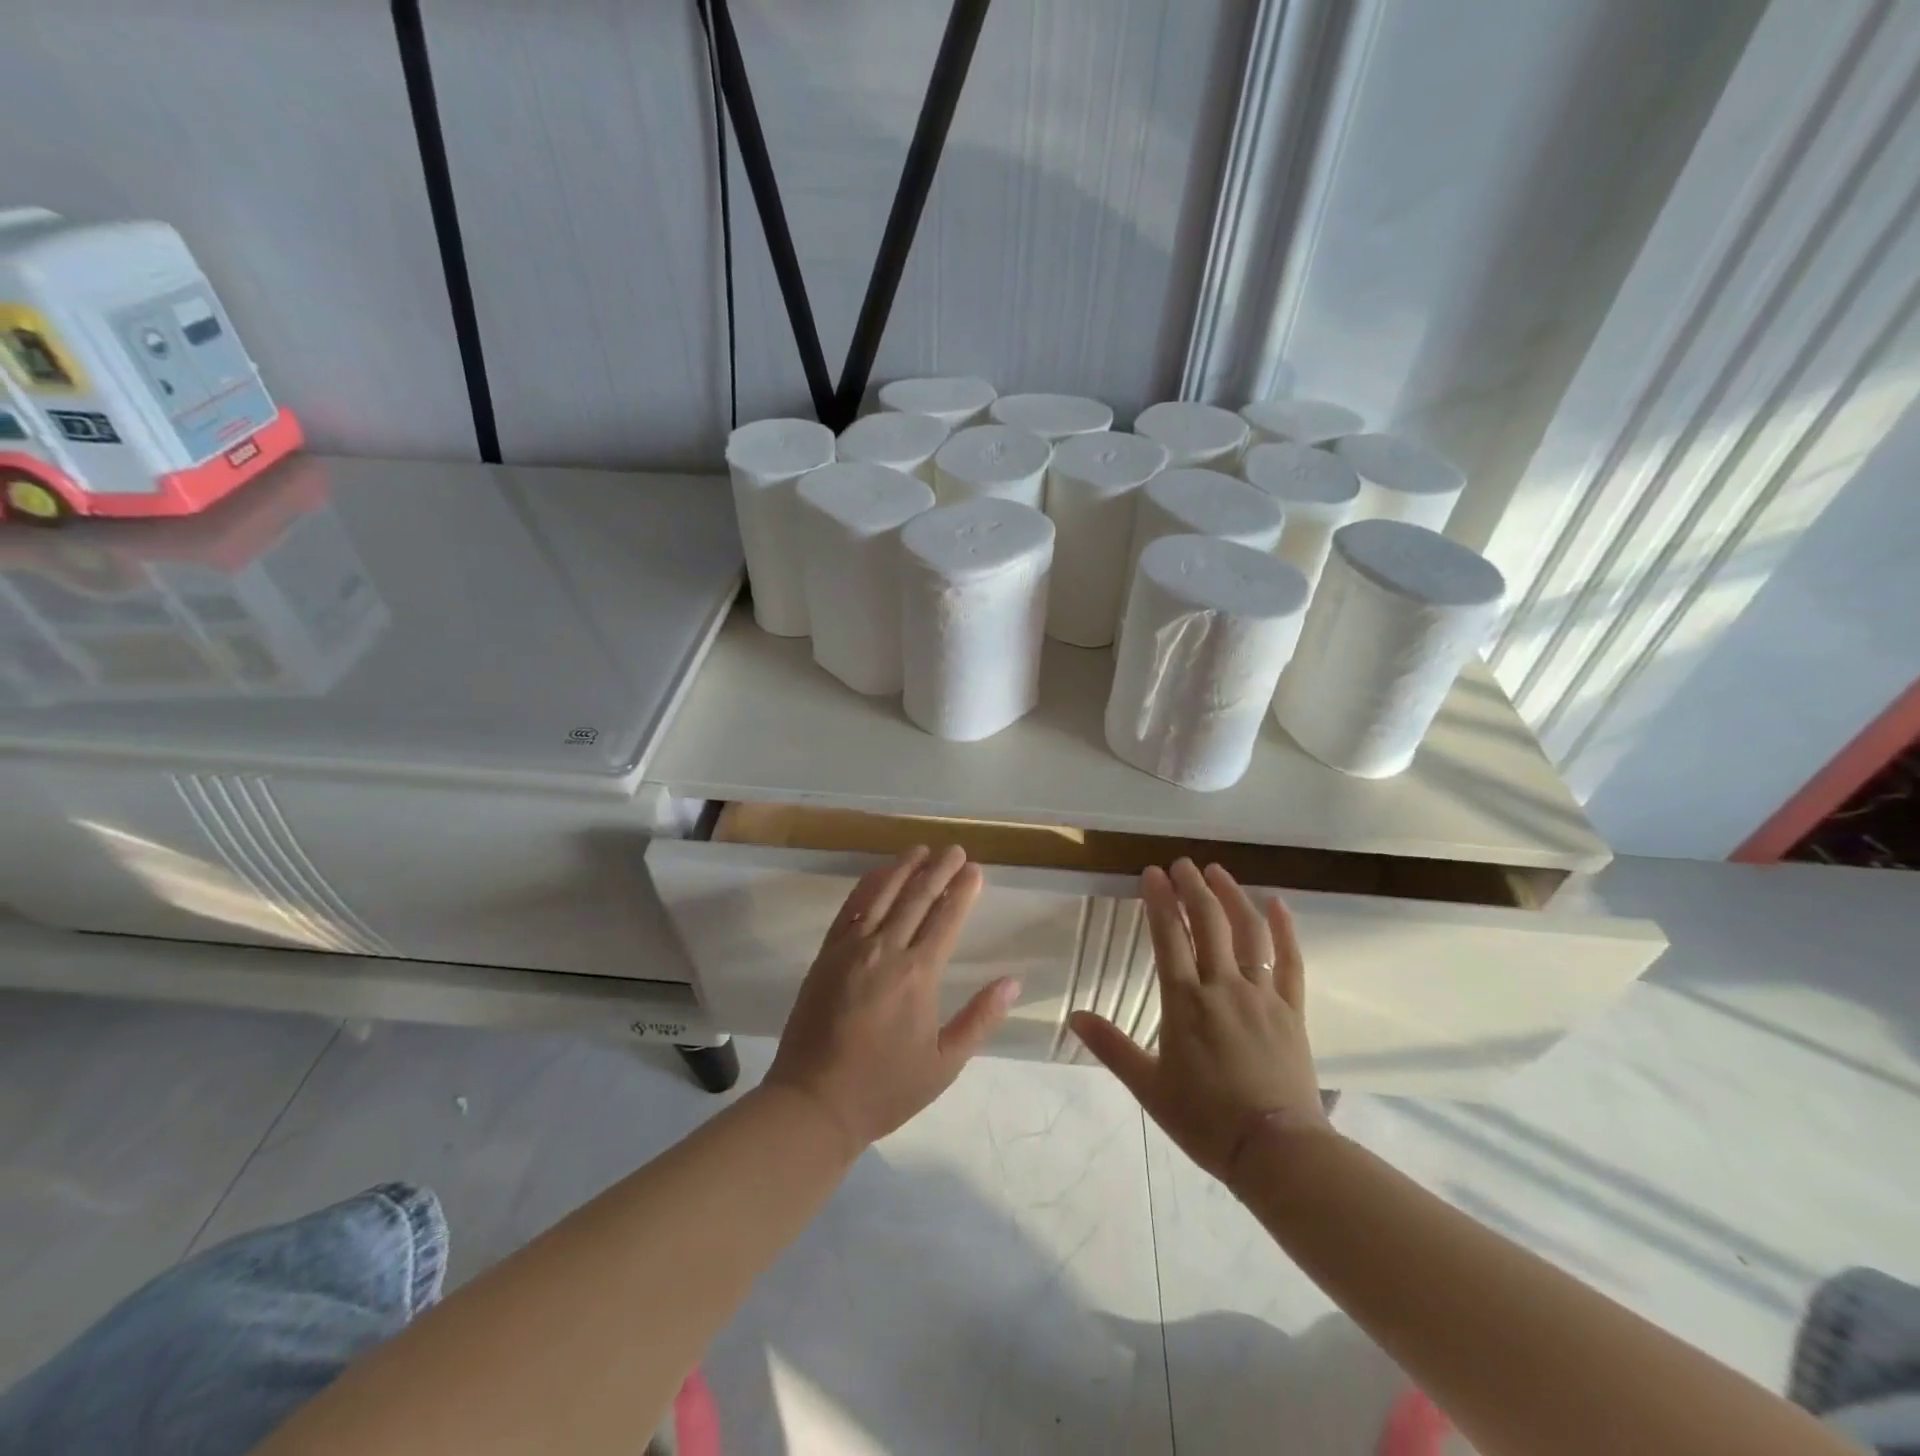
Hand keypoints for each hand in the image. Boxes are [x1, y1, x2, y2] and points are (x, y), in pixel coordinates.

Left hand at [765, 845, 1019, 1154]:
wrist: (814, 1102)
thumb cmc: (885, 1088)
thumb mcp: (944, 1064)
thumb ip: (980, 1019)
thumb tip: (1012, 982)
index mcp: (918, 975)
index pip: (946, 919)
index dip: (963, 891)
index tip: (975, 869)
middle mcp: (885, 951)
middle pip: (917, 898)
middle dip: (939, 869)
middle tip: (955, 849)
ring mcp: (851, 949)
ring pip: (882, 895)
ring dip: (904, 868)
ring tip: (921, 848)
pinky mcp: (826, 954)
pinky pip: (850, 909)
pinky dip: (867, 886)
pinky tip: (878, 873)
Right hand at [1070, 860, 1330, 1182]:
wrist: (1277, 1152)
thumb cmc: (1206, 1120)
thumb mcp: (1149, 1086)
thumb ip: (1111, 1047)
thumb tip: (1074, 1016)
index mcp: (1185, 1002)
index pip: (1169, 936)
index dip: (1159, 900)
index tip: (1151, 873)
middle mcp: (1223, 987)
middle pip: (1208, 923)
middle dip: (1193, 887)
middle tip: (1182, 864)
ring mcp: (1261, 995)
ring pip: (1248, 933)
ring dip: (1232, 896)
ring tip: (1218, 871)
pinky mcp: (1291, 1010)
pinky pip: (1291, 961)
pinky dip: (1285, 930)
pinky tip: (1279, 903)